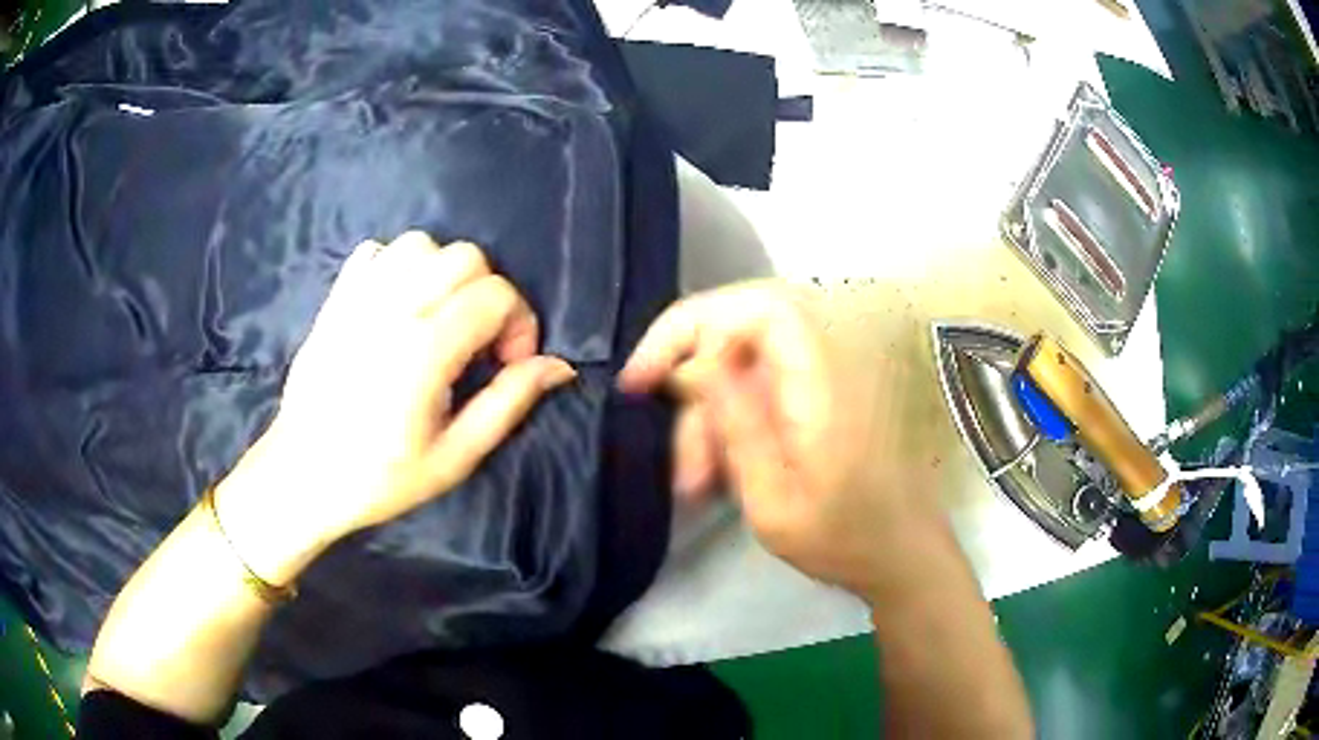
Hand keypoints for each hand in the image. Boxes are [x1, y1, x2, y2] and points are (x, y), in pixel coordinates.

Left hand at [216, 233, 574, 580]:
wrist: (302, 475)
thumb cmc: (379, 477)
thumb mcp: (455, 457)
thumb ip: (508, 403)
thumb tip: (559, 366)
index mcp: (425, 350)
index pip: (496, 295)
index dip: (520, 325)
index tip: (507, 365)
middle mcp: (392, 309)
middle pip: (465, 257)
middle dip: (488, 294)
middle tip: (477, 344)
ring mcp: (358, 298)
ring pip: (421, 244)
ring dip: (443, 274)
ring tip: (439, 318)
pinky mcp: (335, 299)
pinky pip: (376, 252)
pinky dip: (398, 267)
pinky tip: (398, 306)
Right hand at [620, 281, 933, 598]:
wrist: (900, 557)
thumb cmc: (845, 540)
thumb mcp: (775, 502)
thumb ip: (739, 428)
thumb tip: (695, 366)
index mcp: (820, 383)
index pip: (756, 310)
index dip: (691, 326)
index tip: (644, 379)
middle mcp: (818, 368)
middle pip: (735, 342)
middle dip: (694, 399)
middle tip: (683, 468)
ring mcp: (813, 383)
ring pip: (736, 374)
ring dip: (707, 423)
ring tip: (698, 487)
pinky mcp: (808, 402)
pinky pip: (751, 395)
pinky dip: (726, 429)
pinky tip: (717, 476)